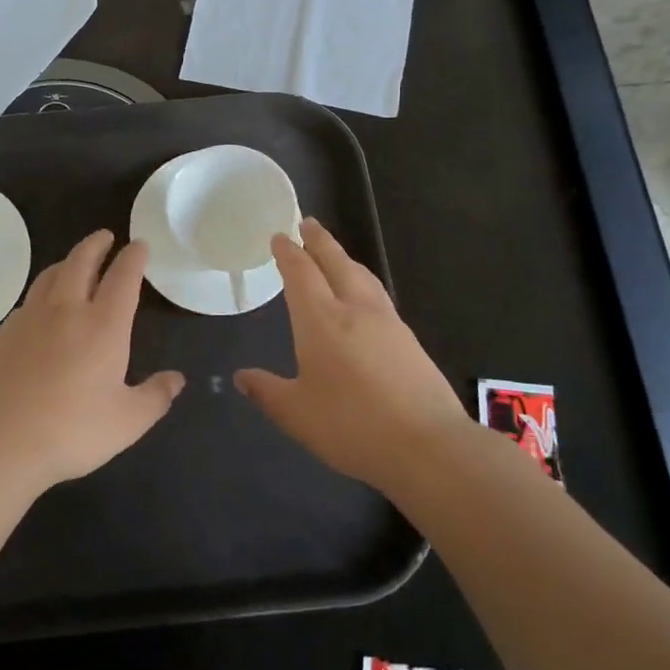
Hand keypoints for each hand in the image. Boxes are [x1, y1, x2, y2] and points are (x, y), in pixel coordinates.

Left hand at [0, 230, 183, 495]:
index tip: (139, 245)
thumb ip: (155, 397)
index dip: (133, 257)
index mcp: (103, 325)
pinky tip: (43, 305)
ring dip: (68, 261)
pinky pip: (30, 299)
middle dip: (96, 244)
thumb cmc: (71, 431)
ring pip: (51, 274)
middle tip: (106, 236)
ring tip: (76, 262)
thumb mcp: (127, 422)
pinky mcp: (4, 333)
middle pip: (82, 261)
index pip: (123, 277)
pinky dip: (44, 290)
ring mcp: (30, 318)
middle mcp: (67, 310)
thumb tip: (176, 379)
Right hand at [235, 218, 469, 494]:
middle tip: (308, 223)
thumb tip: (241, 377)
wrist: (428, 446)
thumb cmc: (351, 426)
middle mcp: (355, 309)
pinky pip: (378, 295)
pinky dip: (362, 281)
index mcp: (321, 320)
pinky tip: (363, 298)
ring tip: (334, 254)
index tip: (280, 236)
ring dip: (343, 258)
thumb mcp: (296, 415)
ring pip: (362, 276)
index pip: (301, 273)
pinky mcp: (409, 339)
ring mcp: (387, 322)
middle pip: (336, 262)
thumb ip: (267, 392)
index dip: (288, 253)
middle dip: (319, 241)